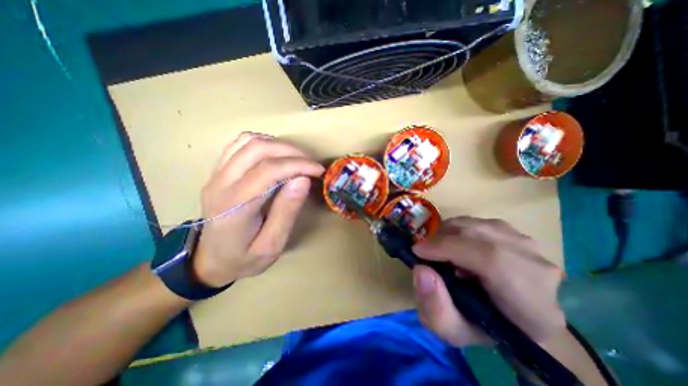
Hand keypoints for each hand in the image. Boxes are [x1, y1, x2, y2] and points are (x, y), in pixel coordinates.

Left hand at [191, 133, 324, 285]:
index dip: (298, 165)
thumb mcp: (271, 245)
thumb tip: (303, 180)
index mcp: (235, 205)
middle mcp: (221, 183)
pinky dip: (264, 143)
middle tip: (311, 164)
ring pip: (249, 141)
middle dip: (292, 152)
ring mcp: (216, 174)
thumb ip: (287, 212)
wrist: (208, 260)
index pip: (268, 171)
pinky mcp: (218, 171)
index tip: (318, 170)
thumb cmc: (243, 258)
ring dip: (279, 145)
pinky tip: (277, 156)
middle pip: (258, 149)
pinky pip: (240, 144)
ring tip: (297, 159)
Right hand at [410, 217, 566, 346]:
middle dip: (441, 239)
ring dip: (447, 234)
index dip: (448, 248)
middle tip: (424, 252)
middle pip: (478, 235)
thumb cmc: (484, 327)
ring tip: (439, 251)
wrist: (513, 317)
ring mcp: (526, 243)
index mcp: (530, 302)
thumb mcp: (453, 331)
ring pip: (474, 224)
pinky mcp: (514, 232)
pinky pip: (476, 222)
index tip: (417, 251)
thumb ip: (435, 308)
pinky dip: (456, 230)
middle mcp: (535, 265)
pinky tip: (454, 245)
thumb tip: (420, 269)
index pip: (490, 259)